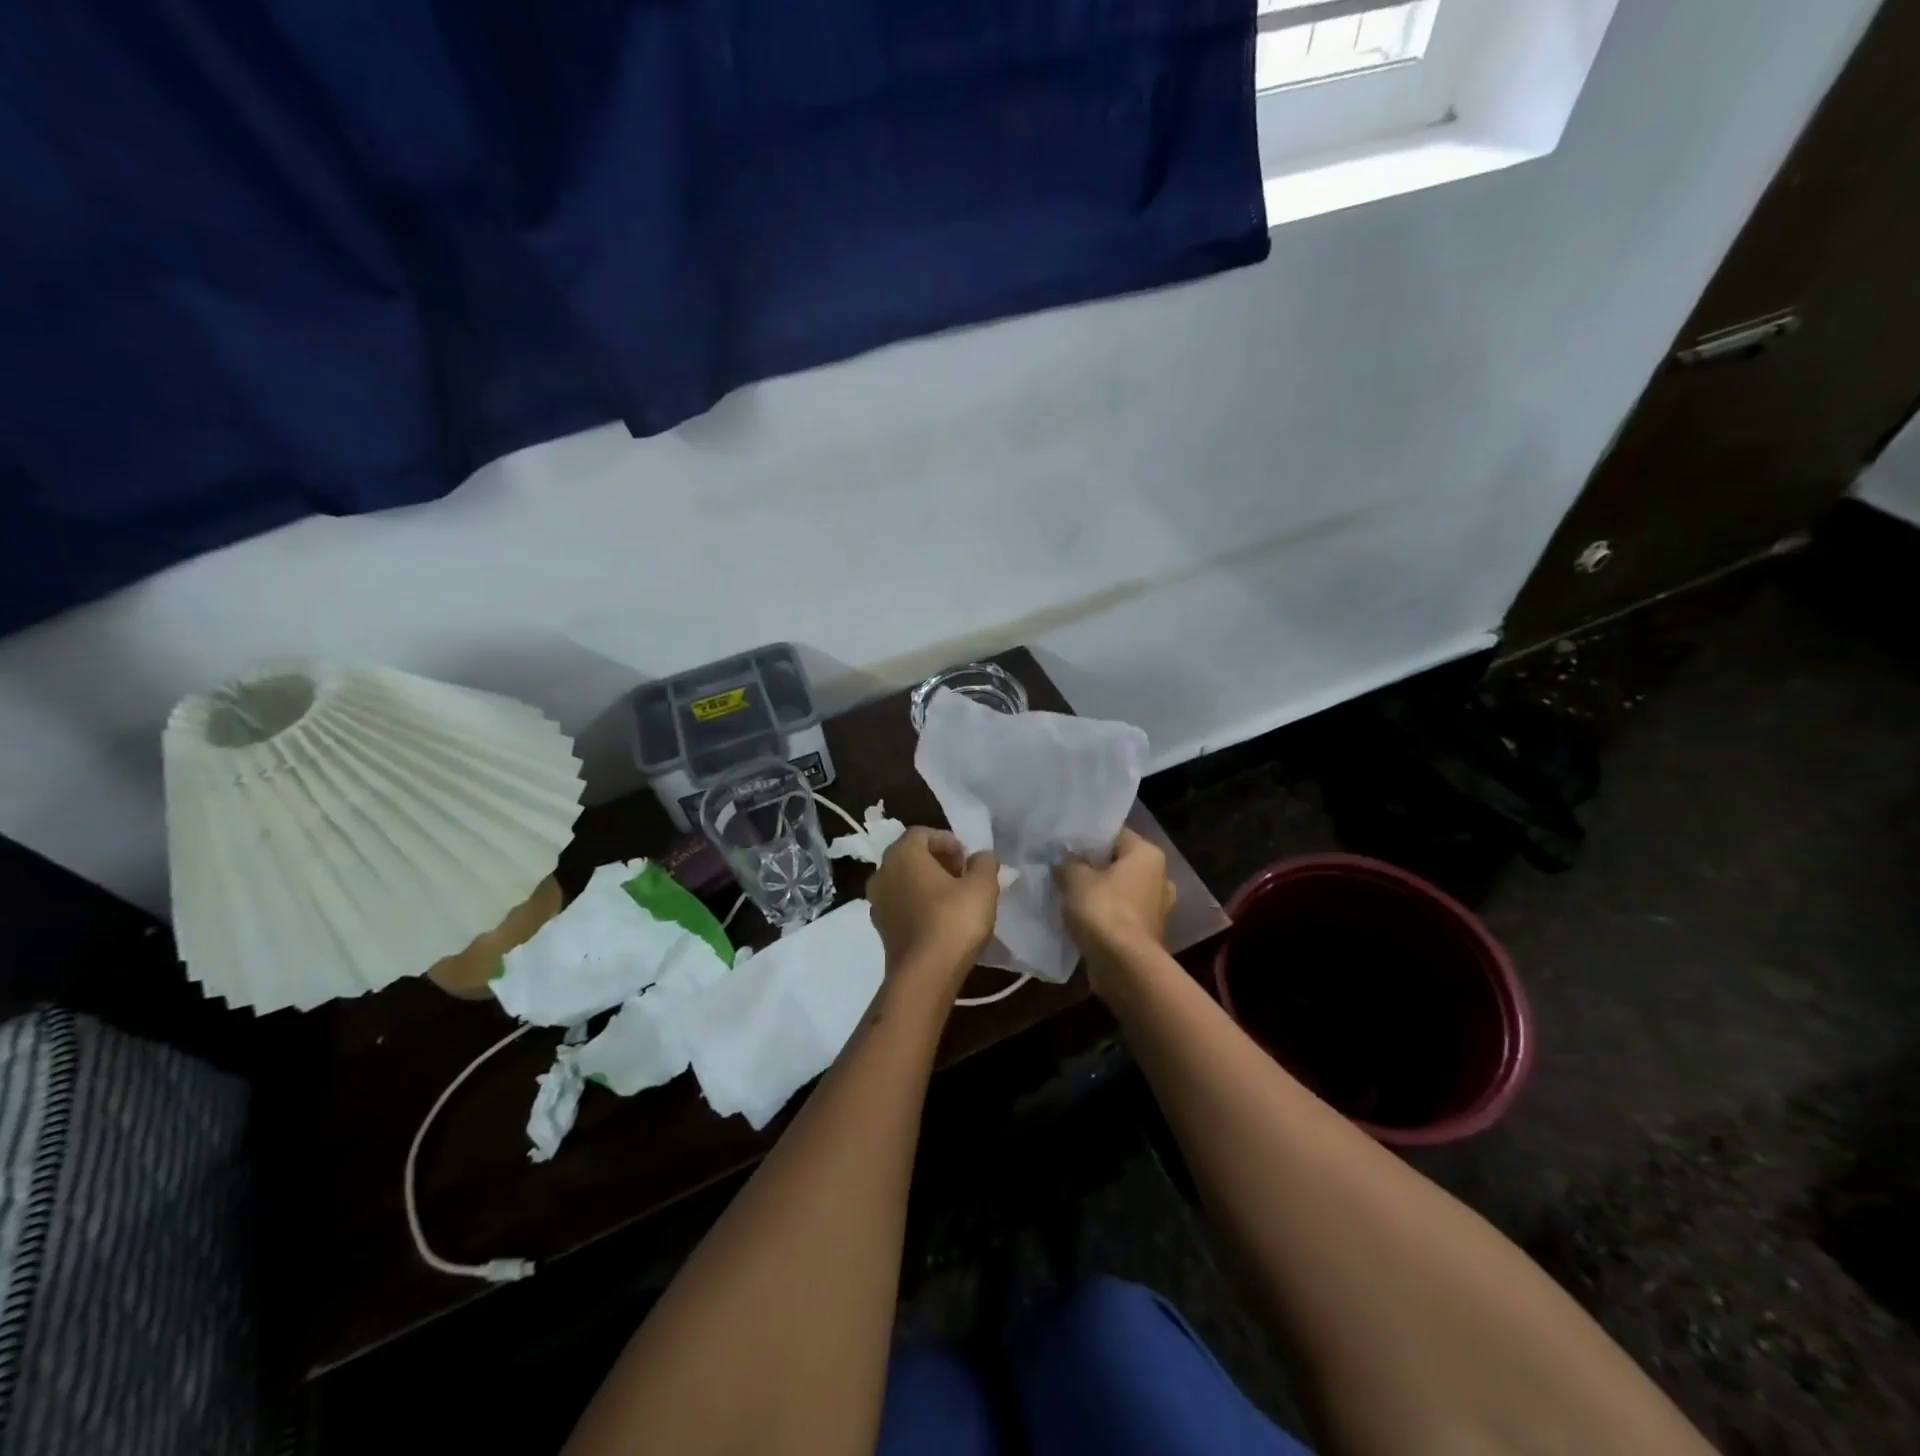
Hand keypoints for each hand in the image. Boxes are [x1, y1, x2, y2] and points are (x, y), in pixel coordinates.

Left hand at [866, 828, 999, 989]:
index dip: (948, 841)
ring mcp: (877, 902)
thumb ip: (984, 863)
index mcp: (902, 854)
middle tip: (963, 876)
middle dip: (938, 861)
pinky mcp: (880, 928)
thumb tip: (979, 858)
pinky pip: (901, 904)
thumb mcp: (982, 886)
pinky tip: (941, 920)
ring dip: (928, 884)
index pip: (923, 833)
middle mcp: (882, 872)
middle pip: (911, 856)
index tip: (967, 859)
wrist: (924, 975)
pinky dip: (919, 904)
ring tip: (955, 899)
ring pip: (905, 881)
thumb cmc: (953, 920)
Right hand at [1056, 829, 1174, 982]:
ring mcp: (1156, 907)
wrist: (1124, 966)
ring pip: (1119, 889)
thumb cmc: (1104, 910)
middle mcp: (1159, 877)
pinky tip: (1080, 916)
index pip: (1115, 834)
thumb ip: (1068, 863)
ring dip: (1098, 891)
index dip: (1088, 837)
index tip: (1064, 843)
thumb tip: (1065, 861)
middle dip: (1093, 865)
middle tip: (1062, 866)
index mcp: (1147, 854)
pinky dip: (1104, 914)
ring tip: (1067, 892)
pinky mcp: (1147, 932)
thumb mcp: (1075, 878)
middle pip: (1118, 863)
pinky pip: (1120, 913)